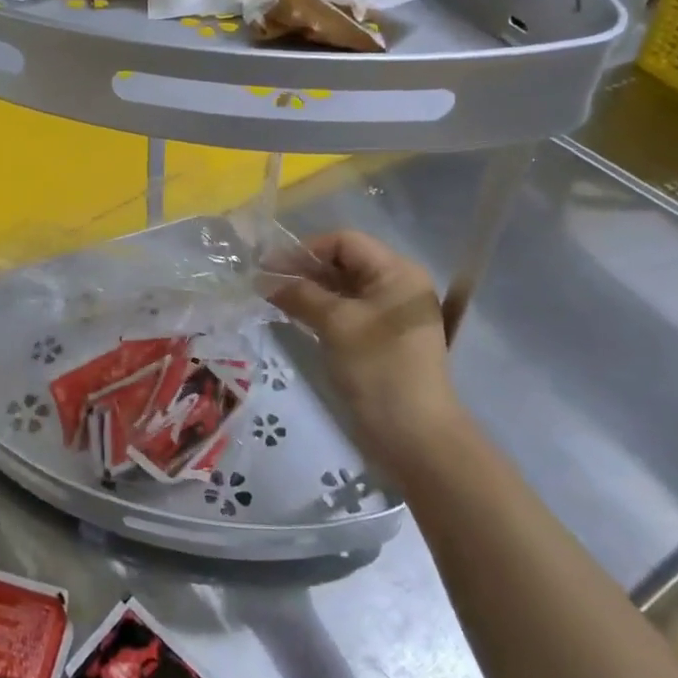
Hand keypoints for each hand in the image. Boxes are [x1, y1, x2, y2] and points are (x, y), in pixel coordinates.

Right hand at [265, 230, 455, 476]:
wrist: (414, 435)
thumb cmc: (378, 368)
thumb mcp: (336, 324)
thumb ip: (299, 294)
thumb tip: (263, 279)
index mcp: (397, 272)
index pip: (344, 242)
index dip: (306, 249)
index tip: (269, 265)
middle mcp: (396, 285)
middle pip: (343, 262)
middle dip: (303, 269)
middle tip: (263, 281)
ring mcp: (389, 313)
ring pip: (342, 288)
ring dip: (308, 290)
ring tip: (271, 297)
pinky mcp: (380, 337)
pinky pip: (346, 310)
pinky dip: (320, 309)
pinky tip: (292, 314)